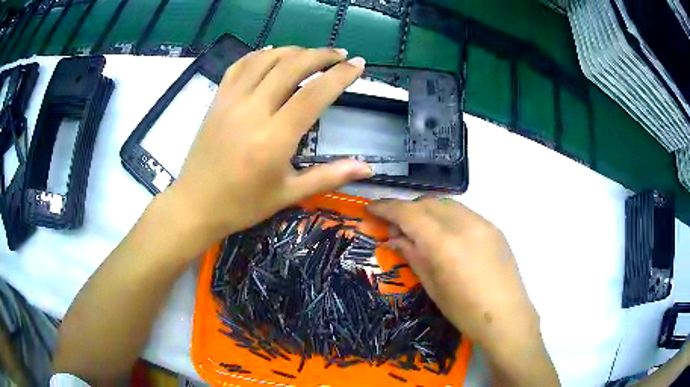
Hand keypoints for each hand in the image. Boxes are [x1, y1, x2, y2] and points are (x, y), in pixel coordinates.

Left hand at [165, 47, 371, 242]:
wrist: (196, 205)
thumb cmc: (242, 205)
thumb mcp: (288, 194)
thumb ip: (329, 176)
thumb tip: (368, 167)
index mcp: (274, 138)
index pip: (314, 94)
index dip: (340, 75)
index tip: (357, 64)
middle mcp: (253, 111)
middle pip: (291, 66)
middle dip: (320, 55)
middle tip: (339, 54)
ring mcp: (231, 102)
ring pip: (265, 60)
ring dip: (292, 50)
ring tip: (310, 54)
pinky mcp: (217, 101)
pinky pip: (239, 66)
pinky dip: (259, 55)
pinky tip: (271, 54)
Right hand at [368, 197, 558, 385]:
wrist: (507, 317)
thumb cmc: (465, 312)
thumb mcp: (433, 287)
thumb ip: (413, 256)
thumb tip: (395, 238)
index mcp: (445, 244)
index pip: (409, 214)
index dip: (386, 208)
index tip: (371, 209)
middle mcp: (464, 225)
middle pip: (427, 202)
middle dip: (406, 209)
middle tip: (395, 226)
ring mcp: (483, 223)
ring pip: (446, 203)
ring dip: (427, 210)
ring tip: (419, 229)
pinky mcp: (494, 227)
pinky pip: (463, 212)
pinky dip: (446, 216)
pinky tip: (444, 234)